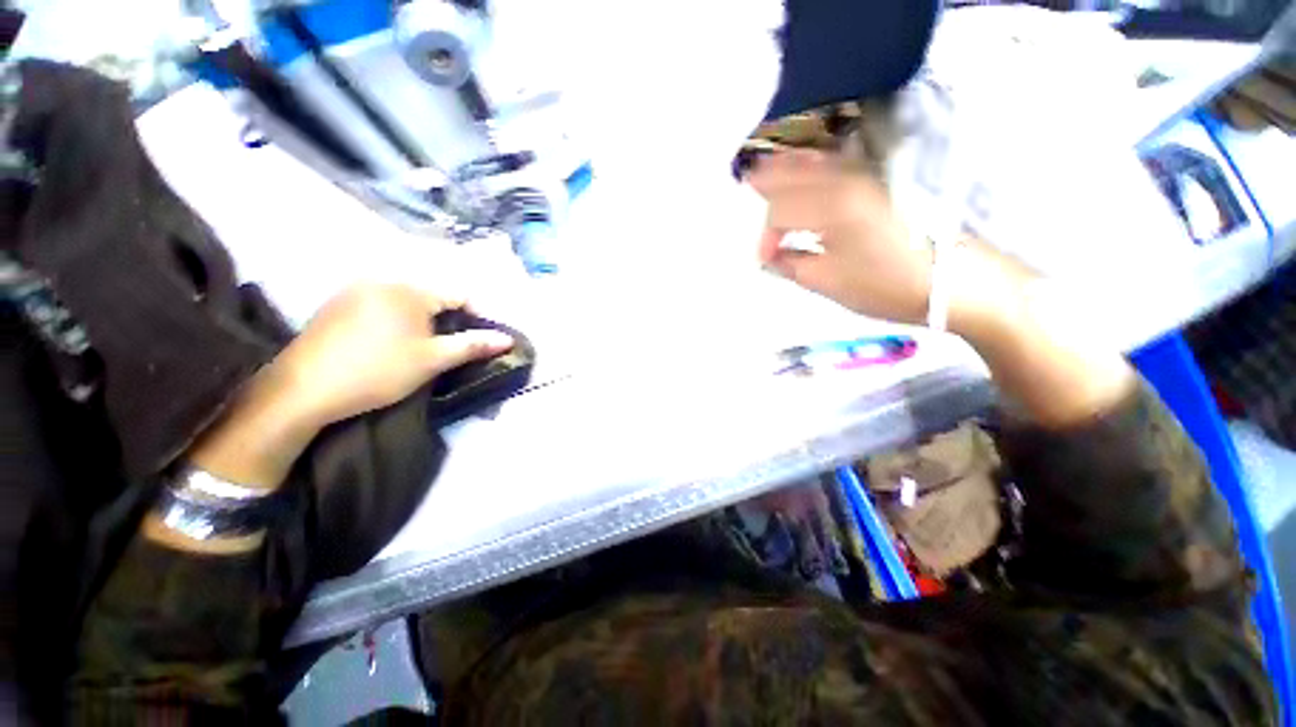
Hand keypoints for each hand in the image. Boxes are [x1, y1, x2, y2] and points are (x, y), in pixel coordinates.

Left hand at [275, 284, 512, 426]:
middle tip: (453, 346)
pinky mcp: (338, 304)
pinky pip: (382, 304)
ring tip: (425, 346)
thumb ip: (473, 345)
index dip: (478, 315)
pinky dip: (398, 319)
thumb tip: (507, 339)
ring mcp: (356, 290)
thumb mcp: (433, 360)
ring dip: (425, 319)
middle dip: (450, 318)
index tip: (482, 340)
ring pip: (407, 299)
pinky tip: (391, 342)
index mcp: (409, 290)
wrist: (303, 390)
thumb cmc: (378, 371)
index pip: (459, 294)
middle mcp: (383, 280)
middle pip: (433, 295)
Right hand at [747, 149, 933, 323]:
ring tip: (765, 176)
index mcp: (831, 207)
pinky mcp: (880, 178)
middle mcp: (846, 178)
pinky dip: (811, 166)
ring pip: (813, 160)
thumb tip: (770, 256)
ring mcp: (866, 174)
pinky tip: (803, 174)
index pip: (780, 211)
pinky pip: (834, 163)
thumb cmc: (886, 286)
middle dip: (766, 183)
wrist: (955, 280)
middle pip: (792, 171)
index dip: (766, 236)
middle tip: (747, 189)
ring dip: (786, 168)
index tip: (767, 259)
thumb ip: (791, 264)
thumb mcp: (828, 282)